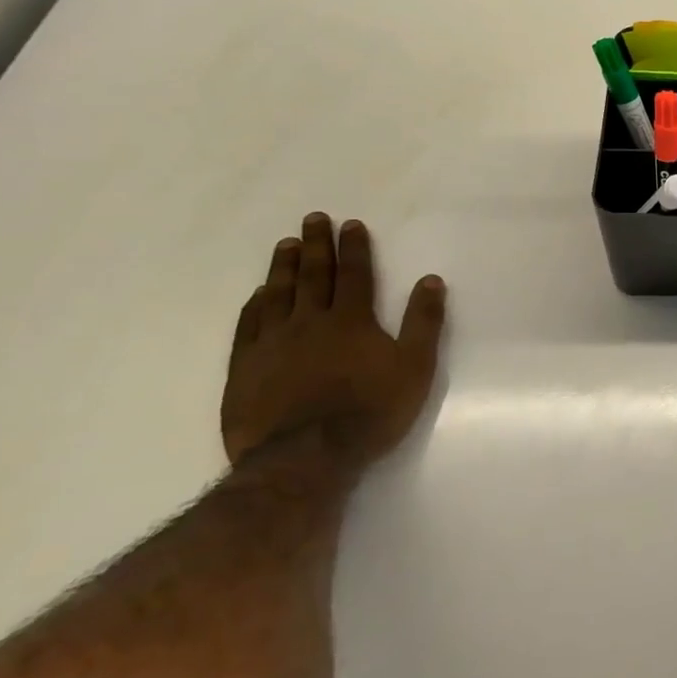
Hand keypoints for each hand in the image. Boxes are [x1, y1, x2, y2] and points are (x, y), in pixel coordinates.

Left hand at [221, 213, 446, 472]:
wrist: (305, 458)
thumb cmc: (371, 411)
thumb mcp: (415, 367)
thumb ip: (424, 322)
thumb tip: (431, 280)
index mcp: (352, 320)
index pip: (355, 274)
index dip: (354, 248)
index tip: (350, 224)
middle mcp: (310, 322)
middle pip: (313, 275)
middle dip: (316, 245)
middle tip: (312, 219)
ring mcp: (272, 344)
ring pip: (278, 294)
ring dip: (283, 267)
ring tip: (285, 244)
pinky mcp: (245, 369)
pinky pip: (248, 326)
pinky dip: (255, 305)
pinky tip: (258, 295)